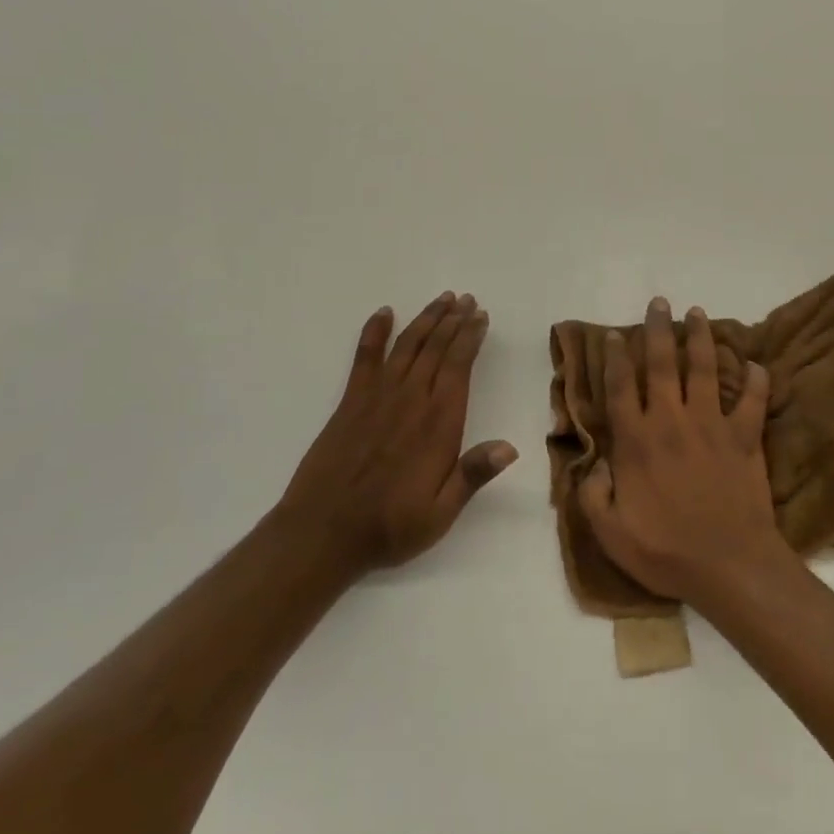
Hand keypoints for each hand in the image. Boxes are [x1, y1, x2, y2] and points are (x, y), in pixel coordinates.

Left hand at [277, 293, 515, 576]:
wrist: (322, 533)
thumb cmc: (390, 526)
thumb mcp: (440, 513)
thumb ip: (473, 475)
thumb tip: (510, 447)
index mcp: (438, 423)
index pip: (458, 367)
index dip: (470, 338)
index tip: (481, 316)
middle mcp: (410, 400)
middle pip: (436, 348)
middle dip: (454, 321)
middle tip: (466, 299)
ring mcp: (377, 397)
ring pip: (407, 346)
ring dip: (426, 320)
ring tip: (442, 300)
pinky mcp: (350, 402)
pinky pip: (364, 357)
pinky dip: (374, 332)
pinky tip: (383, 313)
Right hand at [577, 297, 790, 604]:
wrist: (730, 566)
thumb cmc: (666, 551)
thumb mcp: (611, 533)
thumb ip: (593, 494)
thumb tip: (591, 464)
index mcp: (638, 441)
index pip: (622, 388)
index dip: (617, 358)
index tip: (618, 334)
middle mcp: (673, 421)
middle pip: (664, 364)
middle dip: (659, 330)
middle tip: (659, 302)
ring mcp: (712, 425)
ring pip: (706, 369)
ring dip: (701, 338)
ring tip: (698, 313)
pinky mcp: (745, 437)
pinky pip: (754, 401)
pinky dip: (757, 381)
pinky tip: (757, 363)